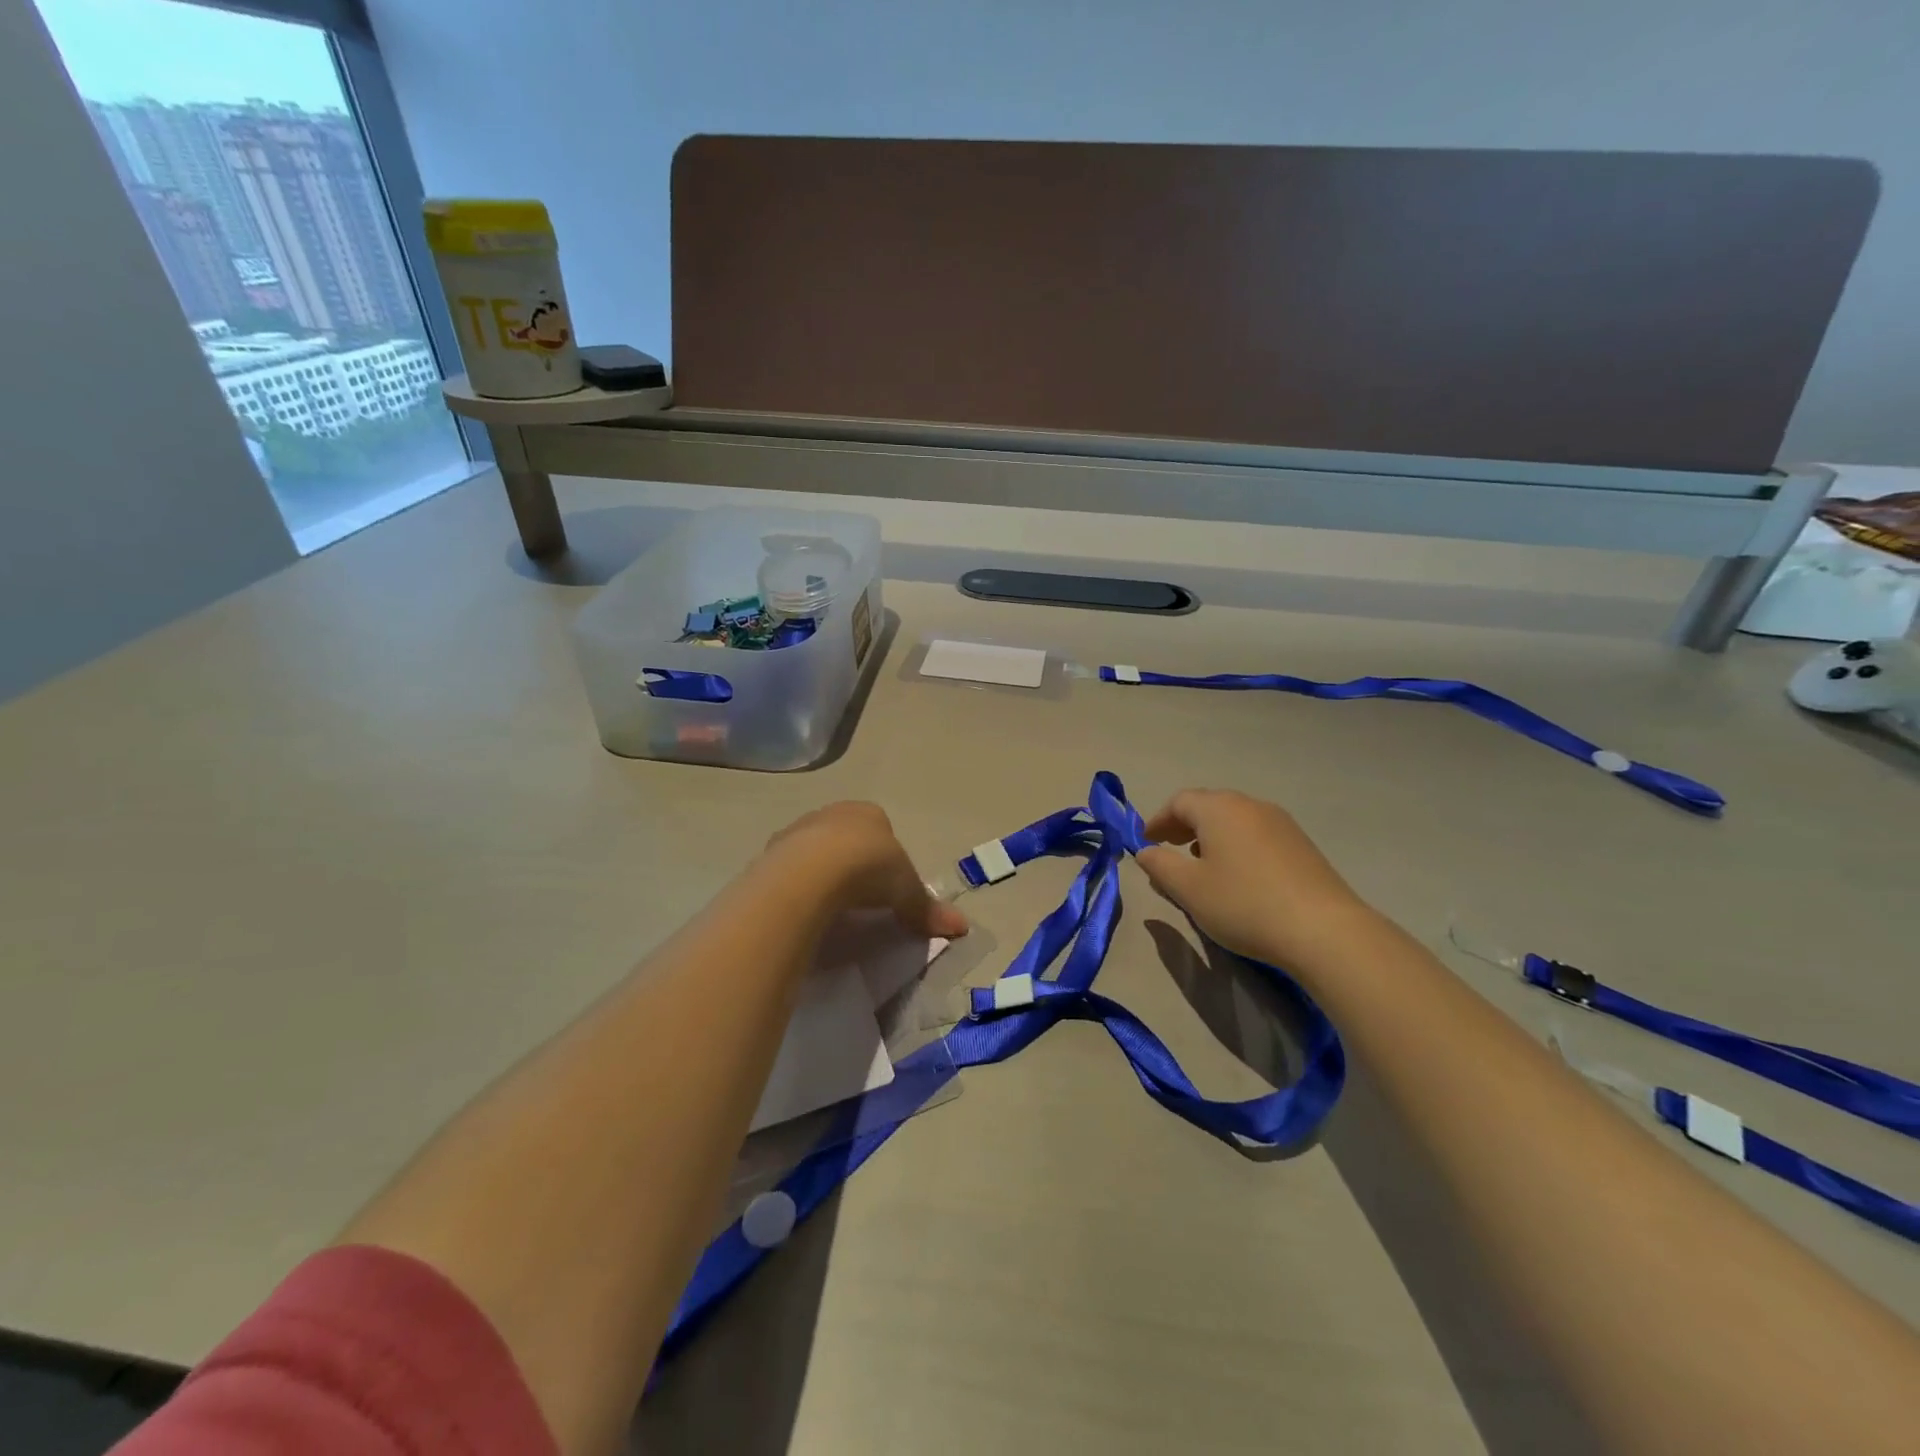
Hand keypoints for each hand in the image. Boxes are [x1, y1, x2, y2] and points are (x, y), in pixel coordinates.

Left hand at [761, 802, 969, 940]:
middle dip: (850, 860)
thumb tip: (962, 926)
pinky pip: (788, 870)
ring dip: (819, 872)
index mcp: (868, 813)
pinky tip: (802, 908)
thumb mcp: (906, 891)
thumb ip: (928, 908)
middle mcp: (831, 813)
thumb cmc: (869, 869)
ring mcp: (797, 831)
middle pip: (844, 836)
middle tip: (858, 897)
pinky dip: (796, 886)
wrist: (811, 872)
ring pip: (812, 850)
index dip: (885, 856)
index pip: (880, 828)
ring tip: (828, 906)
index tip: (886, 885)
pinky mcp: (771, 854)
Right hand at [1136, 789, 1377, 970]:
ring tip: (1202, 866)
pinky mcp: (1302, 845)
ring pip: (1235, 820)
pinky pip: (1257, 835)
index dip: (1158, 821)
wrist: (1324, 931)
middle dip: (1184, 826)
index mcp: (1219, 809)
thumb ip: (1160, 865)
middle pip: (1208, 806)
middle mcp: (1250, 805)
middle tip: (1169, 850)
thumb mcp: (1188, 889)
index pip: (1179, 802)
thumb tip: (1146, 851)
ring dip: (1211, 836)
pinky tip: (1238, 876)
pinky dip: (1237, 846)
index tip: (1145, 843)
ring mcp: (1281, 823)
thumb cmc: (1244, 904)